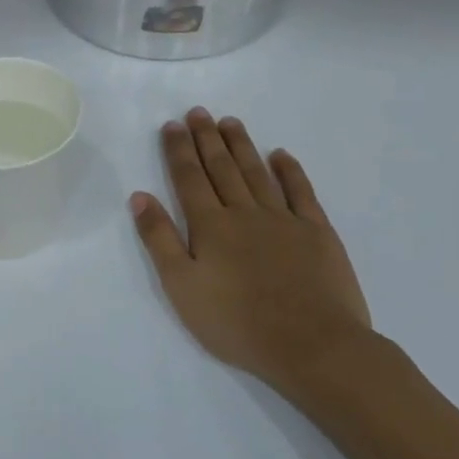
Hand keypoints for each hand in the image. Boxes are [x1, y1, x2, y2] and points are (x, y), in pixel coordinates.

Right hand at [130, 107, 371, 392]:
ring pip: (257, 173)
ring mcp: (284, 220)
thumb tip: (140, 197)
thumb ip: (160, 239)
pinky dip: (290, 171)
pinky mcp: (317, 233)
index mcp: (210, 226)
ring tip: (230, 122)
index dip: (178, 150)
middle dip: (207, 139)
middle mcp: (245, 213)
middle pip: (222, 168)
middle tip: (199, 112)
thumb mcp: (181, 286)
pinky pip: (301, 192)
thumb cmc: (235, 322)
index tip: (172, 125)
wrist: (312, 345)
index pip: (189, 178)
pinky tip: (281, 155)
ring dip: (242, 146)